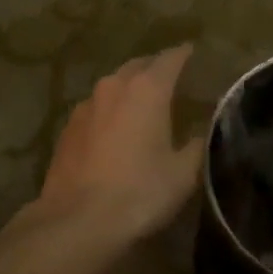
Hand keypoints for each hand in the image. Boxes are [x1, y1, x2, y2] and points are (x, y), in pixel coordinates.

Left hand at [35, 45, 203, 240]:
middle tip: (172, 79)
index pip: (170, 58)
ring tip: (144, 103)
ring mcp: (85, 105)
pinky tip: (114, 129)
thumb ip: (198, 144)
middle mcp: (113, 86)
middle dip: (156, 68)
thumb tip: (205, 130)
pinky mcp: (67, 127)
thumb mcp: (183, 173)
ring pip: (113, 85)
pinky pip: (96, 108)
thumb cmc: (140, 192)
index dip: (184, 54)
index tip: (194, 53)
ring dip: (130, 88)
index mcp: (147, 89)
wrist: (78, 220)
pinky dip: (110, 110)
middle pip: (139, 66)